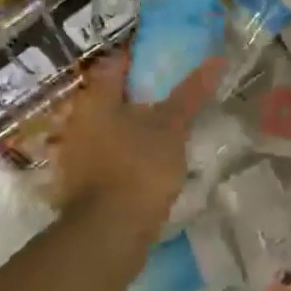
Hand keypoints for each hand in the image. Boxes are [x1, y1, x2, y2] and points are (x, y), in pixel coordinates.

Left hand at [20, 52, 223, 236]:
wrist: (108, 232)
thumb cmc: (139, 167)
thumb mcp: (172, 127)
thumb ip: (191, 94)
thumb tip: (216, 60)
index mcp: (96, 100)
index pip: (113, 64)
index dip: (137, 58)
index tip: (163, 61)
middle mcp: (78, 120)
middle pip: (108, 96)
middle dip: (134, 93)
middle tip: (168, 93)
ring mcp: (75, 153)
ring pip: (105, 126)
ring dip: (129, 124)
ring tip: (163, 127)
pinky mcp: (80, 181)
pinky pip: (104, 153)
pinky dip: (124, 150)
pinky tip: (146, 158)